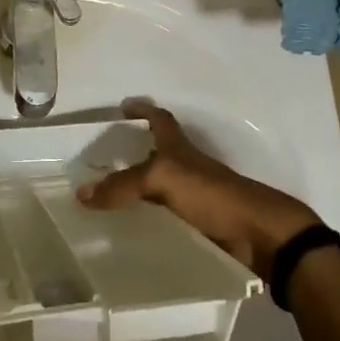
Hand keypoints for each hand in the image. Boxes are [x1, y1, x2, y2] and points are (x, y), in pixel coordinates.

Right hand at [76, 100, 320, 278]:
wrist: (259, 234)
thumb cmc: (212, 194)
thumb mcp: (162, 179)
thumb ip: (122, 185)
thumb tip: (81, 194)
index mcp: (180, 149)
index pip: (159, 119)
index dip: (143, 109)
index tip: (124, 106)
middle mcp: (187, 168)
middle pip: (158, 154)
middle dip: (134, 153)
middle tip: (104, 162)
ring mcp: (196, 197)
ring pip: (161, 188)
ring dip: (140, 191)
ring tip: (108, 201)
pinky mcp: (201, 225)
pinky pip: (167, 219)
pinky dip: (150, 222)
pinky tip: (131, 233)